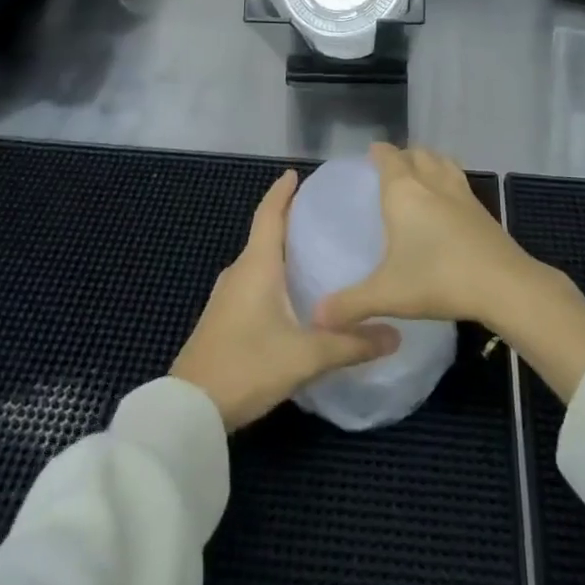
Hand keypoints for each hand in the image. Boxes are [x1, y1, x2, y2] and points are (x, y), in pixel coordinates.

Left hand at [171, 169, 398, 430]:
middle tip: (321, 214)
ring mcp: (227, 298)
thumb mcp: (306, 356)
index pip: (269, 214)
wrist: (189, 411)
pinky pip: (252, 284)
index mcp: (256, 265)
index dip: (282, 192)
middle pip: (264, 234)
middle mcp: (239, 272)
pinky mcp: (222, 321)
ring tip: (313, 252)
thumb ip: (351, 344)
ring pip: (258, 262)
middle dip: (288, 220)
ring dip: (280, 251)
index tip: (296, 173)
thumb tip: (396, 333)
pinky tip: (291, 295)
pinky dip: (273, 276)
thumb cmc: (247, 365)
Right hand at [310, 144, 537, 330]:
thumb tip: (317, 316)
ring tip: (419, 176)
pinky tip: (447, 202)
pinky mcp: (481, 208)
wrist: (503, 284)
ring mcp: (460, 192)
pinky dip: (448, 179)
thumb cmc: (438, 279)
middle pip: (416, 153)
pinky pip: (458, 180)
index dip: (378, 152)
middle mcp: (431, 182)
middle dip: (402, 156)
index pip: (388, 156)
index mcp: (403, 191)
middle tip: (390, 171)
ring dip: (428, 161)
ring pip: (441, 161)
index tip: (368, 156)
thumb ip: (350, 303)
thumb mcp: (387, 294)